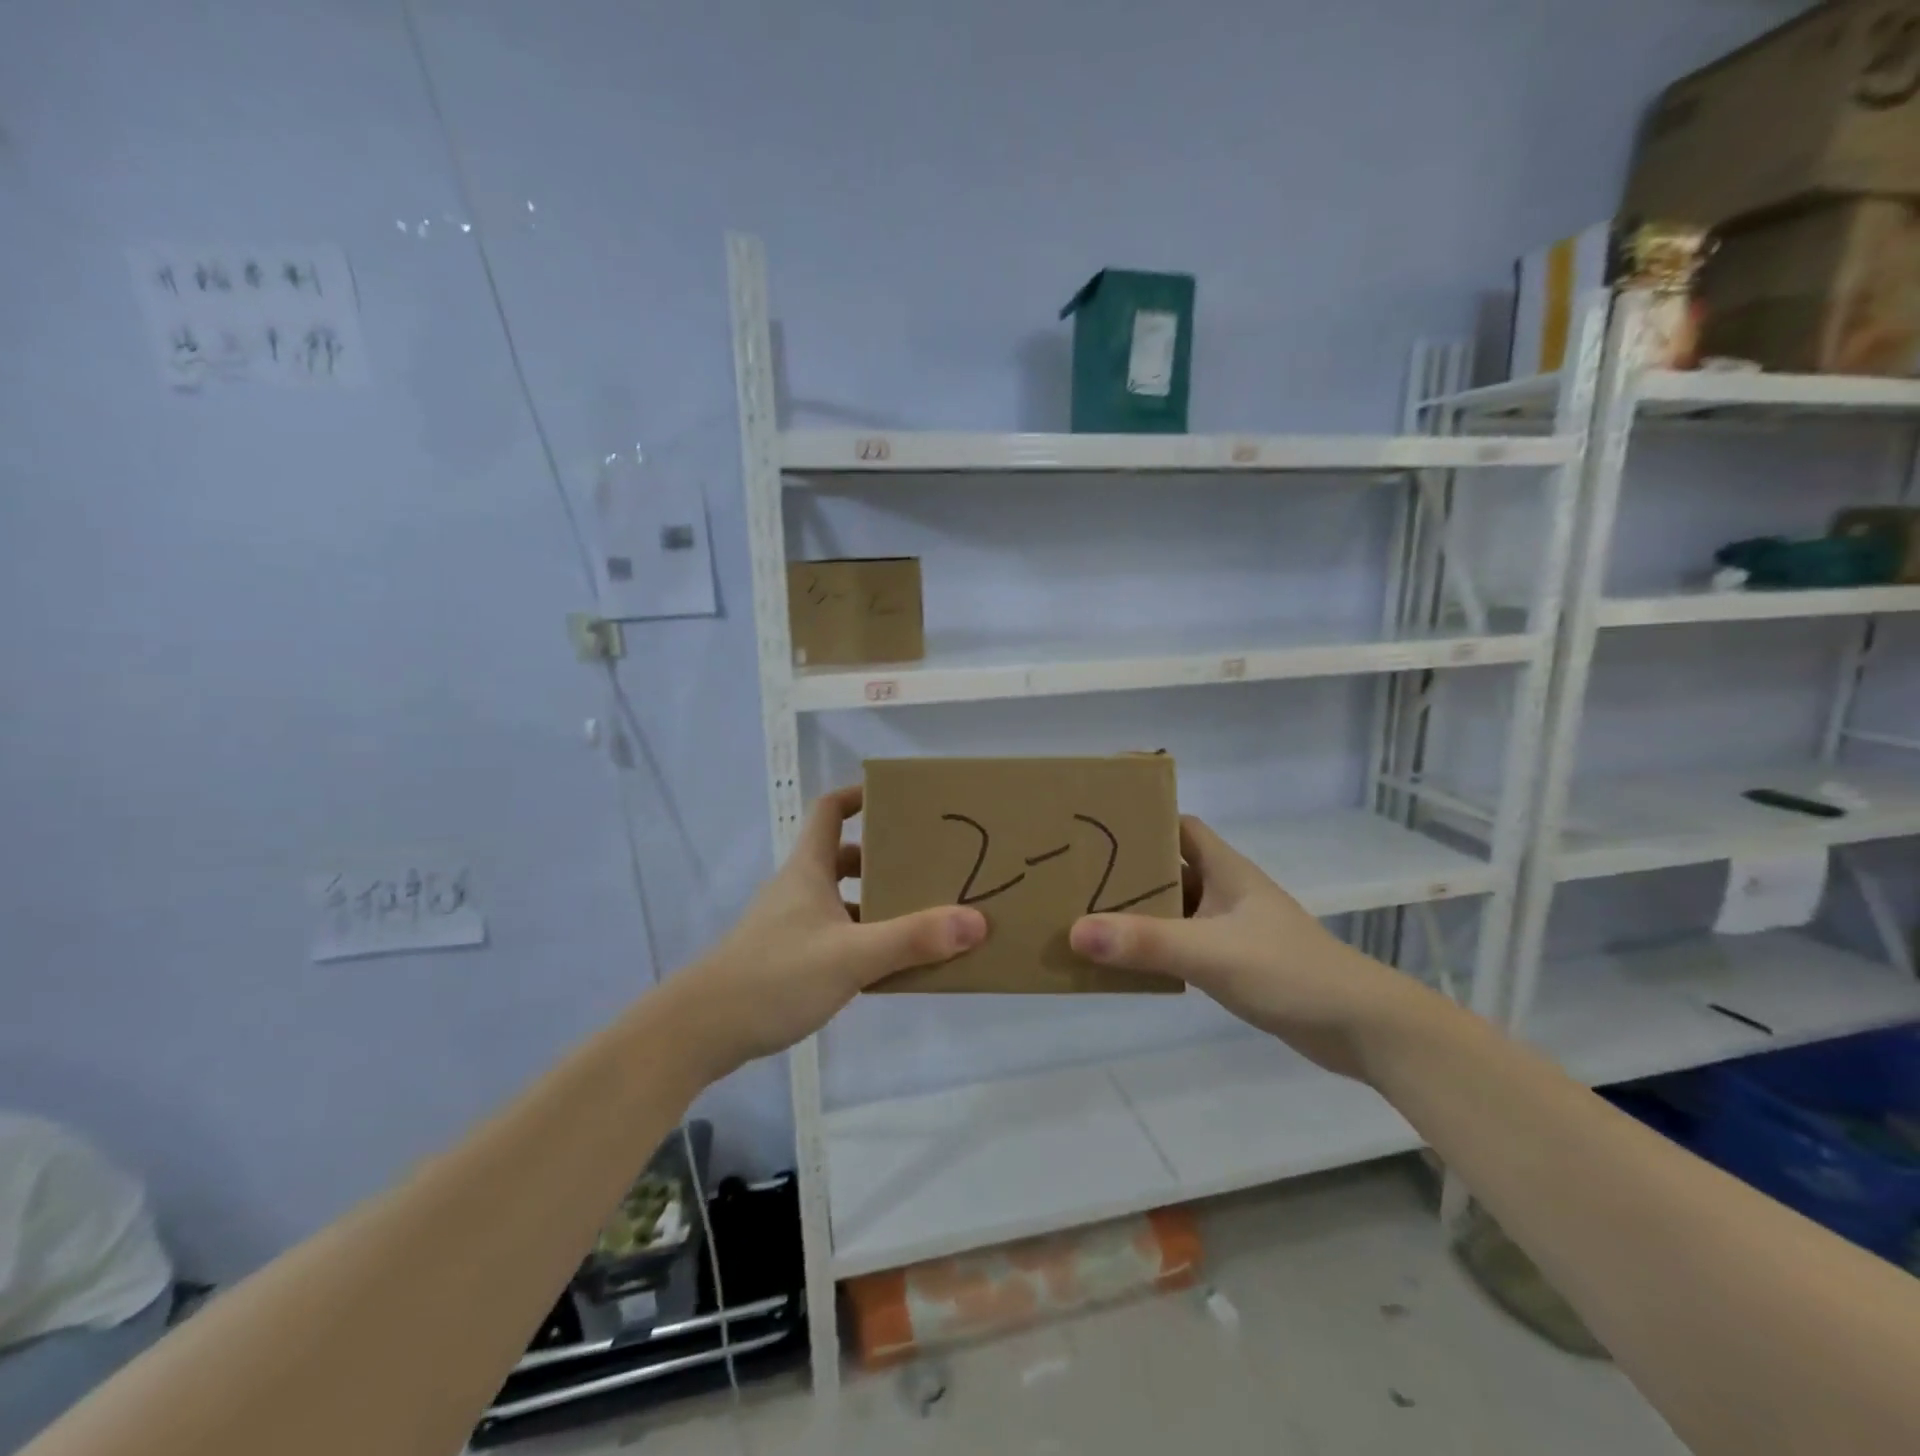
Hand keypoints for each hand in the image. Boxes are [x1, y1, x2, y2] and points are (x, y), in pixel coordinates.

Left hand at [675, 787, 985, 1074]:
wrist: (700, 1032)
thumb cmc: (774, 976)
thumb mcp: (851, 955)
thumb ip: (912, 939)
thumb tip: (976, 921)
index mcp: (808, 870)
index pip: (830, 810)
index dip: (860, 795)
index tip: (898, 799)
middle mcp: (799, 890)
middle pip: (844, 857)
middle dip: (884, 858)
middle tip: (928, 865)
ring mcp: (791, 926)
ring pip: (842, 901)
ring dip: (878, 904)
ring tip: (923, 915)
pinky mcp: (788, 960)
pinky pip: (837, 936)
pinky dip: (864, 941)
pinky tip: (890, 965)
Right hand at [1068, 815, 1428, 1079]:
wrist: (1362, 1028)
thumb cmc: (1290, 972)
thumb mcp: (1212, 953)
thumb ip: (1146, 942)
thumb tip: (1075, 931)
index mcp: (1225, 870)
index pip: (1178, 826)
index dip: (1142, 819)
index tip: (1097, 823)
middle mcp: (1225, 891)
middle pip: (1167, 868)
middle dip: (1125, 870)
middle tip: (1074, 874)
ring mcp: (1230, 928)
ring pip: (1172, 909)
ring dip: (1136, 913)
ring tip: (1084, 916)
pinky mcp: (1233, 963)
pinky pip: (1180, 945)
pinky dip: (1153, 948)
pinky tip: (1123, 961)